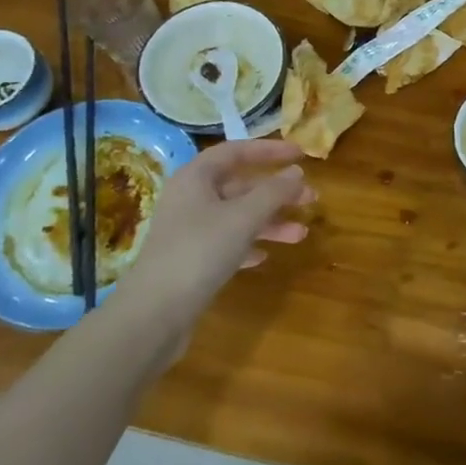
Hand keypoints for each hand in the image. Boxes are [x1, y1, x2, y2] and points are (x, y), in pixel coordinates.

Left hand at [116, 140, 314, 321]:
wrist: (154, 314)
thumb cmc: (200, 251)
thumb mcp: (244, 216)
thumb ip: (274, 191)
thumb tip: (297, 172)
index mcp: (196, 178)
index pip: (236, 151)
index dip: (269, 150)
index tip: (300, 155)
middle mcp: (190, 199)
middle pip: (240, 186)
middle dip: (277, 192)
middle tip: (311, 198)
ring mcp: (188, 231)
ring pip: (237, 216)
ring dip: (269, 222)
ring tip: (301, 234)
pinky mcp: (190, 261)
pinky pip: (226, 243)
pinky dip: (249, 244)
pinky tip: (265, 256)